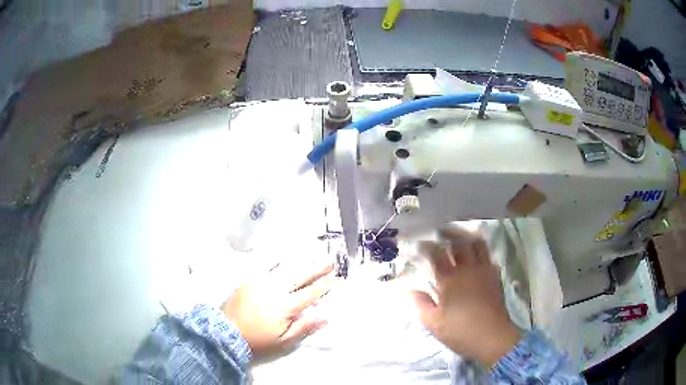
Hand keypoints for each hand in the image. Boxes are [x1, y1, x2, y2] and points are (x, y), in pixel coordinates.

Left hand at [221, 262, 333, 358]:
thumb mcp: (284, 340)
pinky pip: (264, 265)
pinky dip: (274, 260)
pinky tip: (281, 256)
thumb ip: (304, 327)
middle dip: (317, 270)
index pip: (310, 293)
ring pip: (285, 269)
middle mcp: (276, 290)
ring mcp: (261, 282)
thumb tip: (325, 316)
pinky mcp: (249, 279)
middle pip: (301, 278)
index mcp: (286, 306)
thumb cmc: (258, 340)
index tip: (335, 278)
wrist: (227, 332)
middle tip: (330, 263)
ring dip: (300, 263)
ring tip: (311, 256)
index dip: (323, 286)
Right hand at [410, 228, 520, 367]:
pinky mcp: (495, 277)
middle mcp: (468, 269)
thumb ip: (420, 304)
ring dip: (468, 238)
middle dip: (449, 233)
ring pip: (478, 245)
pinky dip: (482, 251)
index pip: (436, 254)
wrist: (492, 336)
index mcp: (450, 279)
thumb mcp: (433, 323)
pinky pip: (489, 257)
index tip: (420, 242)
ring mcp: (484, 271)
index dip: (427, 245)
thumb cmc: (460, 331)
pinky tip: (478, 257)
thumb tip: (411, 289)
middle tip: (441, 230)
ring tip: (461, 237)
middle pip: (459, 242)